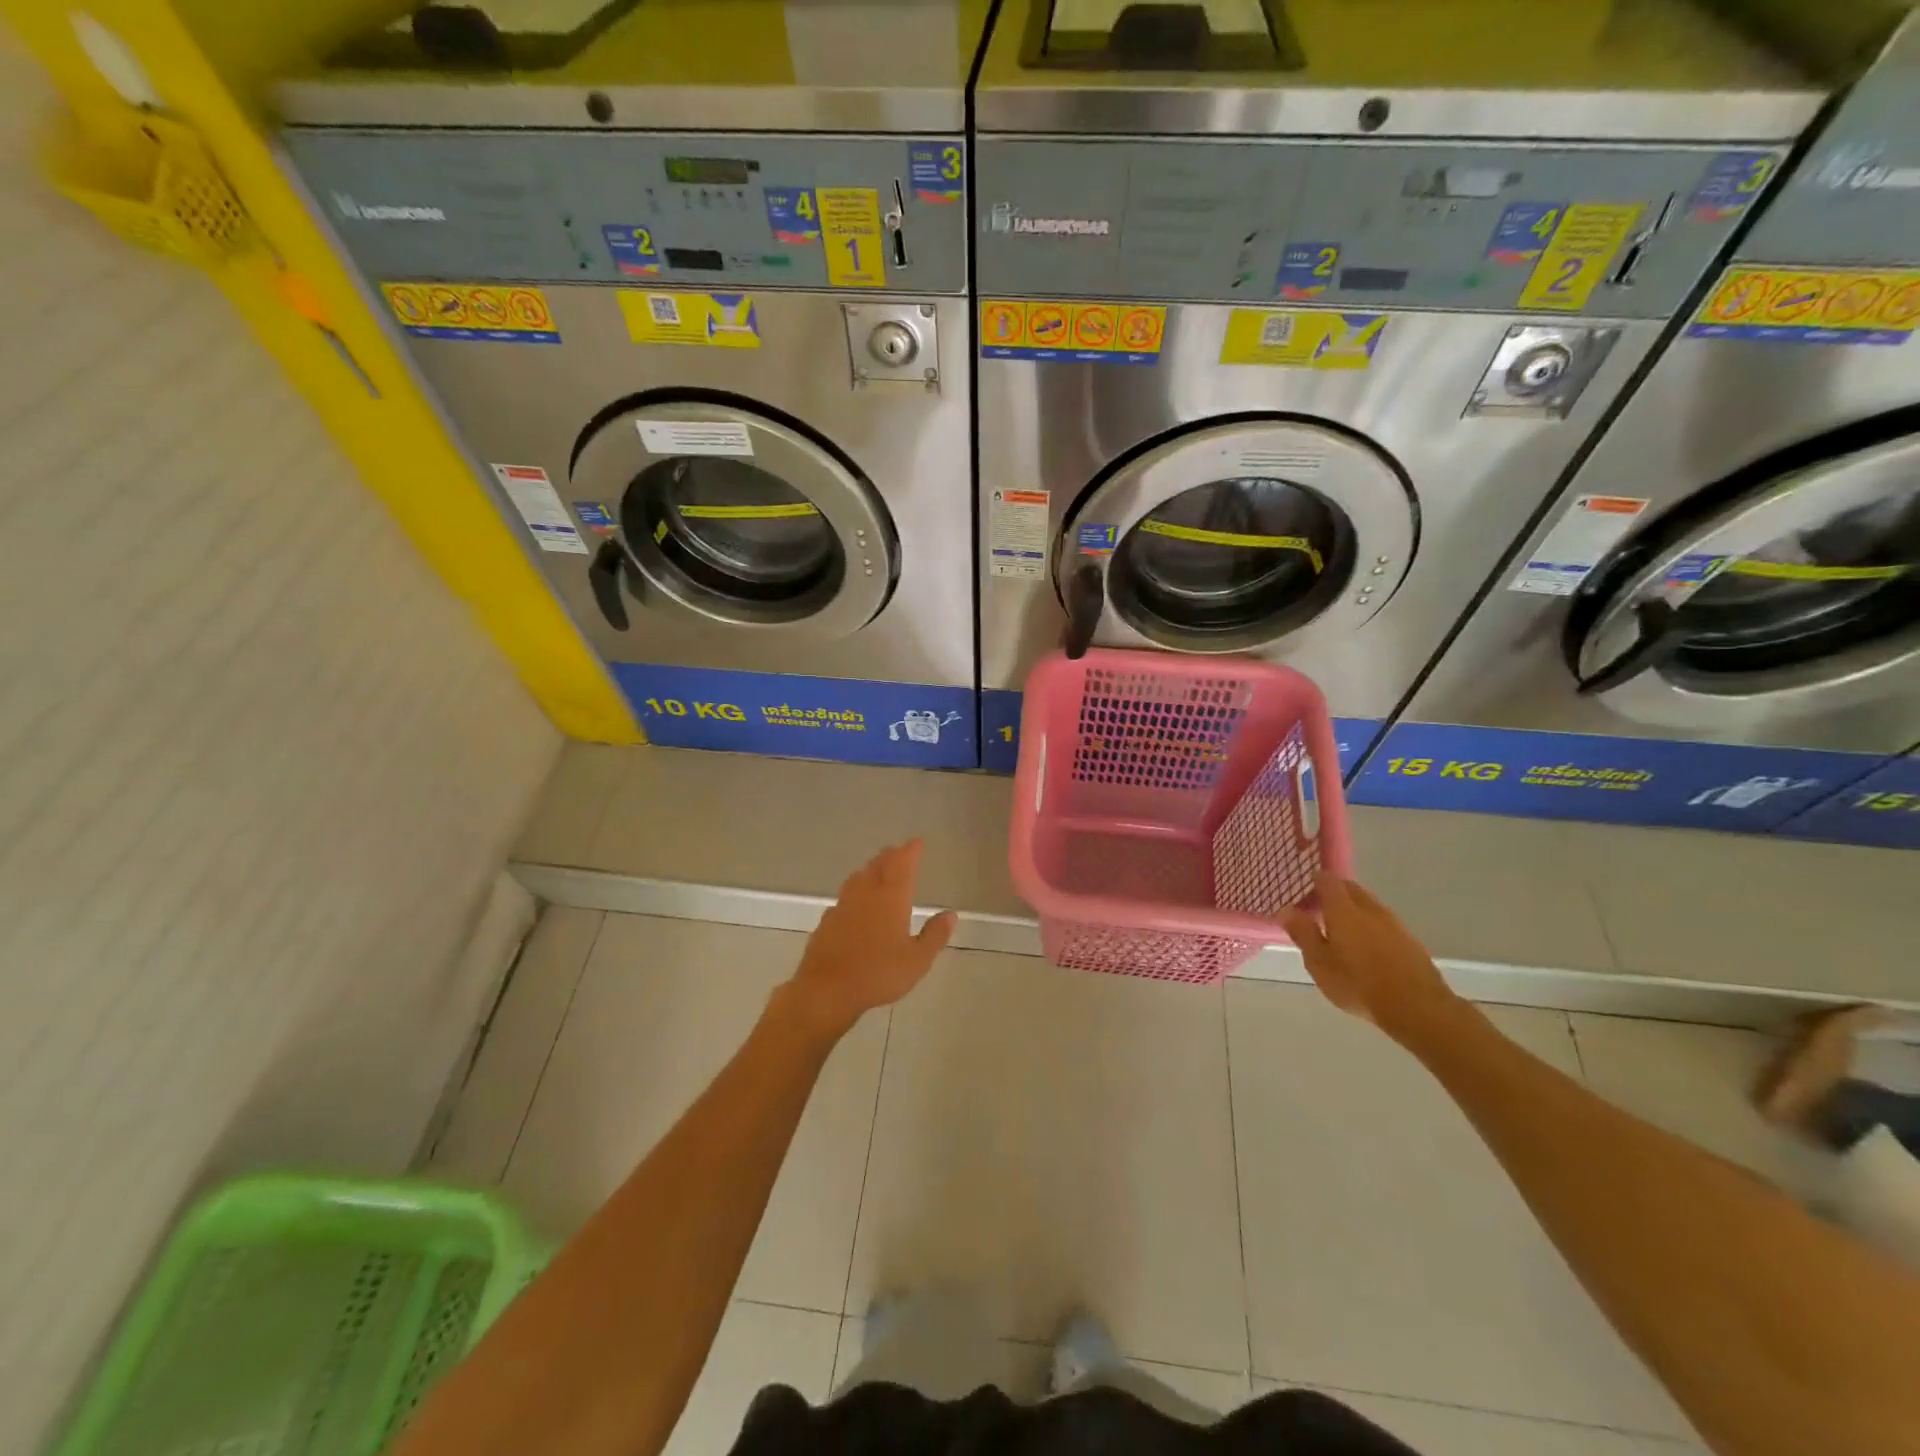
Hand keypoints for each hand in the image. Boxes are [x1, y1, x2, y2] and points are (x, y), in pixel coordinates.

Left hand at [785, 840, 955, 1035]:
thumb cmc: (878, 974)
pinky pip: (845, 897)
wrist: (826, 989)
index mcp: (891, 898)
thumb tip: (950, 914)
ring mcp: (843, 906)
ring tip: (877, 869)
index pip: (902, 865)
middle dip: (890, 856)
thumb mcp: (917, 960)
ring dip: (870, 869)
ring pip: (858, 878)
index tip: (917, 842)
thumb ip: (935, 935)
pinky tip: (855, 903)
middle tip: (898, 851)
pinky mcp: (827, 921)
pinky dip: (855, 891)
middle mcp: (866, 894)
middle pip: (878, 866)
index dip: (910, 851)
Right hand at [1278, 875, 1463, 1042]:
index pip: (1328, 881)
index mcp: (1343, 909)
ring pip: (1369, 904)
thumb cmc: (1358, 984)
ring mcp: (1393, 922)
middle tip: (1320, 909)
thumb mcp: (1319, 962)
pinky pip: (1384, 922)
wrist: (1417, 1007)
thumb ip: (1302, 933)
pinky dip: (1371, 925)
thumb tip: (1286, 910)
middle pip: (1350, 888)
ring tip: (1342, 929)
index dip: (1315, 880)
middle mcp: (1369, 908)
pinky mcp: (1409, 939)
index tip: (1305, 890)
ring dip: (1354, 909)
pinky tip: (1367, 946)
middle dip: (1335, 893)